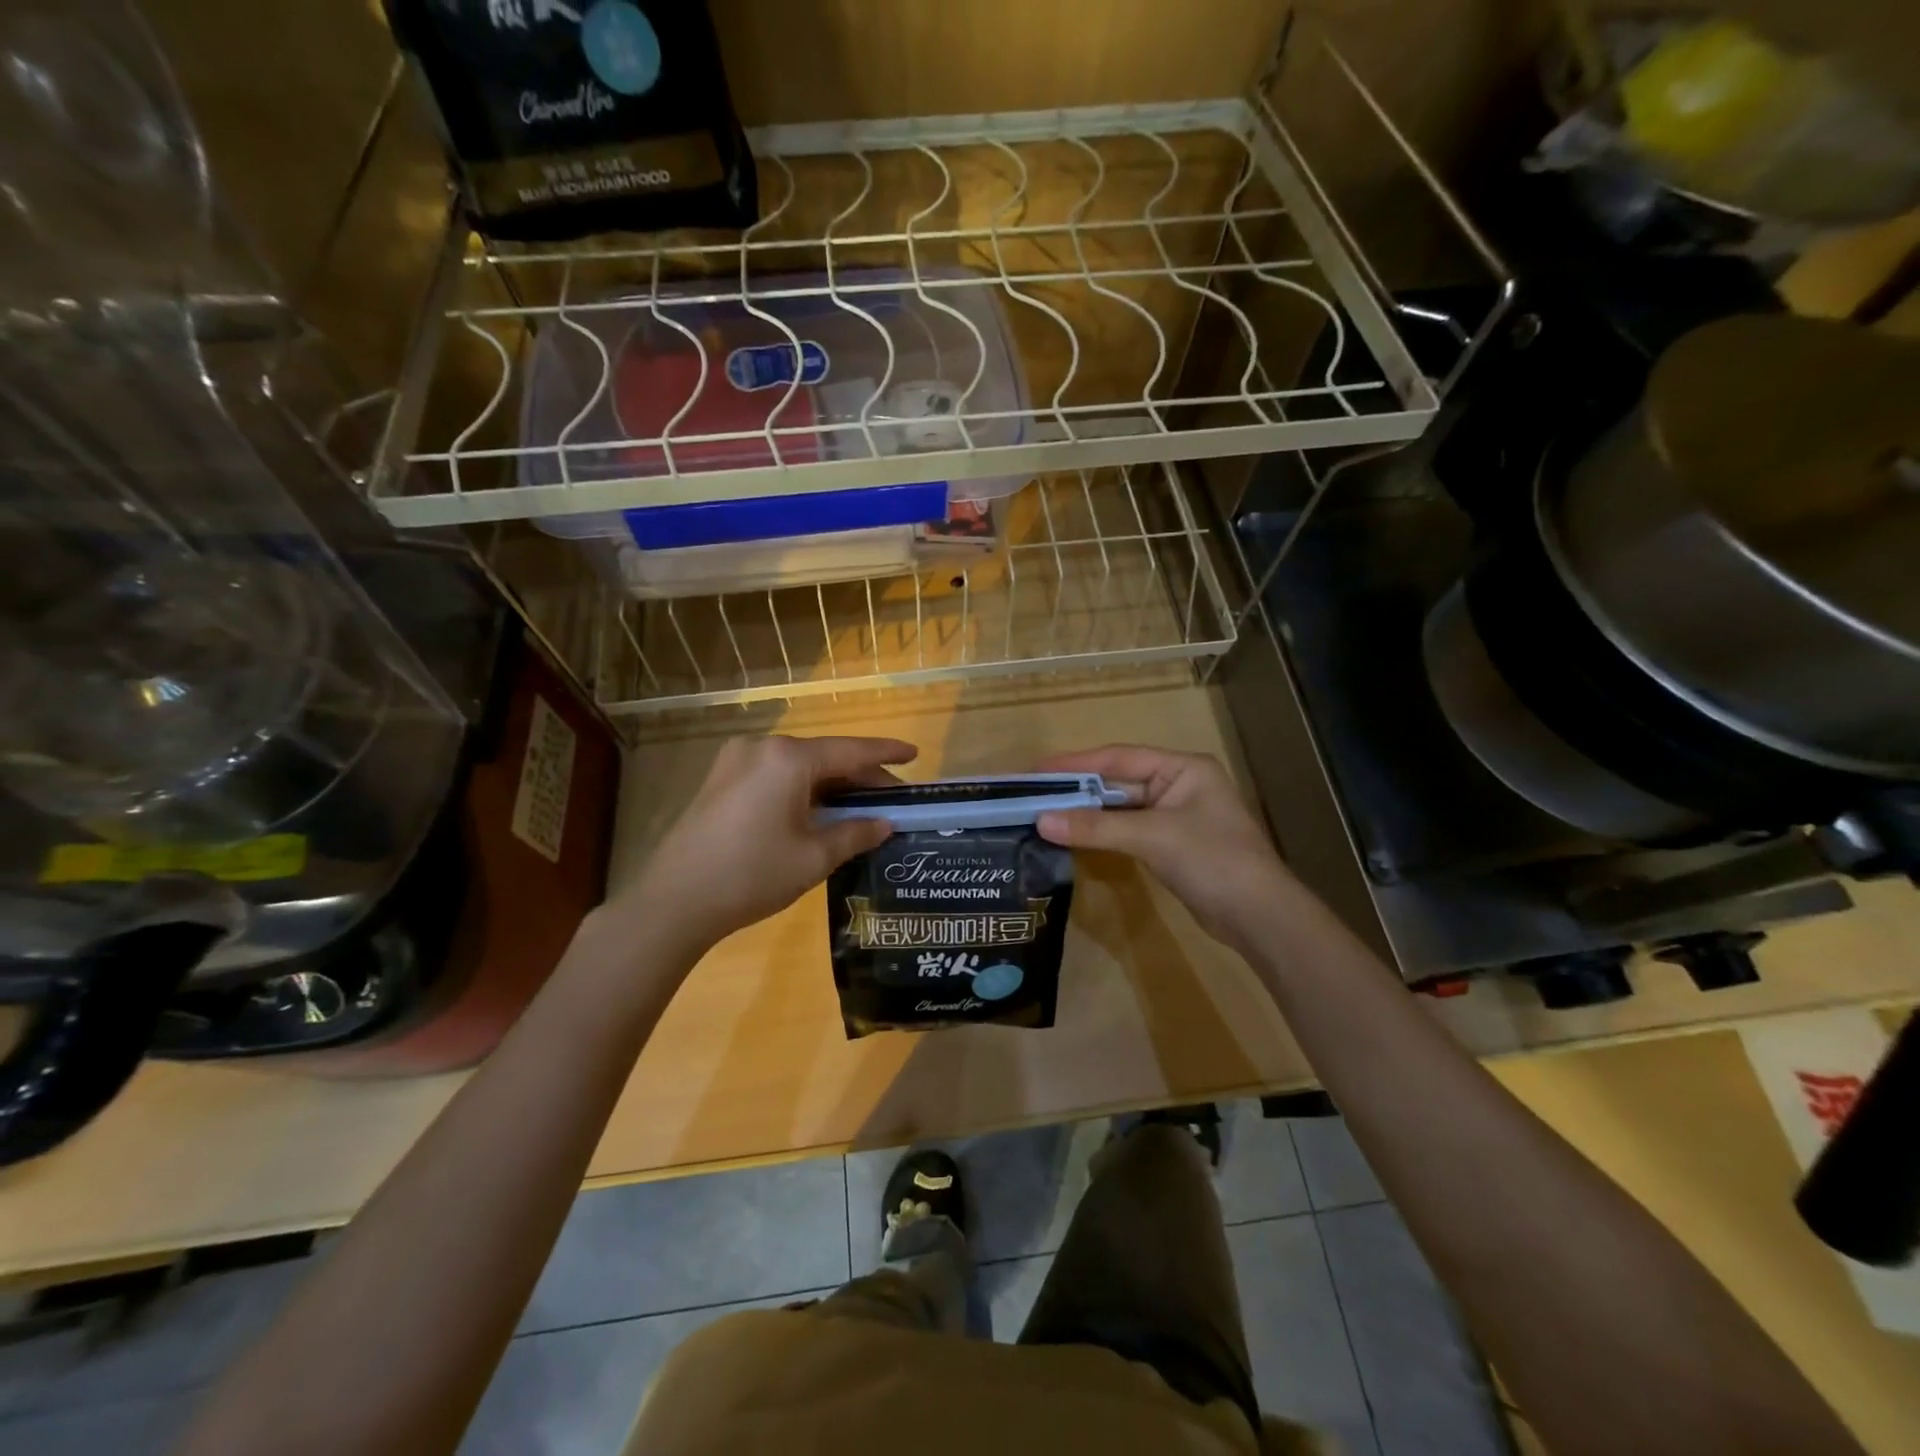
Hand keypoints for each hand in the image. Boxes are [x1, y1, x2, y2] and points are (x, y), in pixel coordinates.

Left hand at [620, 735, 915, 953]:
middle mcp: (762, 748)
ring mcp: (736, 761)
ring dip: (831, 784)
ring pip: (799, 766)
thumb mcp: (814, 857)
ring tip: (861, 806)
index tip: (916, 754)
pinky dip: (803, 789)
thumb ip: (855, 833)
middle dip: (860, 776)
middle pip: (825, 756)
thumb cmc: (752, 875)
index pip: (851, 751)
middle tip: (891, 797)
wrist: (674, 902)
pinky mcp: (721, 780)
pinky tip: (820, 810)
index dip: (887, 753)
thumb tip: (884, 824)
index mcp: (788, 758)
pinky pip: (775, 775)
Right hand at [1035, 745, 1291, 950]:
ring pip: (1122, 808)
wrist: (1259, 916)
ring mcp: (1177, 816)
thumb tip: (1041, 821)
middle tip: (1034, 794)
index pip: (1119, 757)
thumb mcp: (1152, 836)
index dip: (1076, 763)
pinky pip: (1129, 830)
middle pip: (1119, 781)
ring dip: (1088, 813)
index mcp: (1182, 768)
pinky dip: (1103, 832)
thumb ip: (1095, 826)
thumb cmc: (1212, 860)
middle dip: (1079, 789)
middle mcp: (1179, 784)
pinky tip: (1076, 836)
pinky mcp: (1173, 845)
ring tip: (1045, 813)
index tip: (1037, 769)